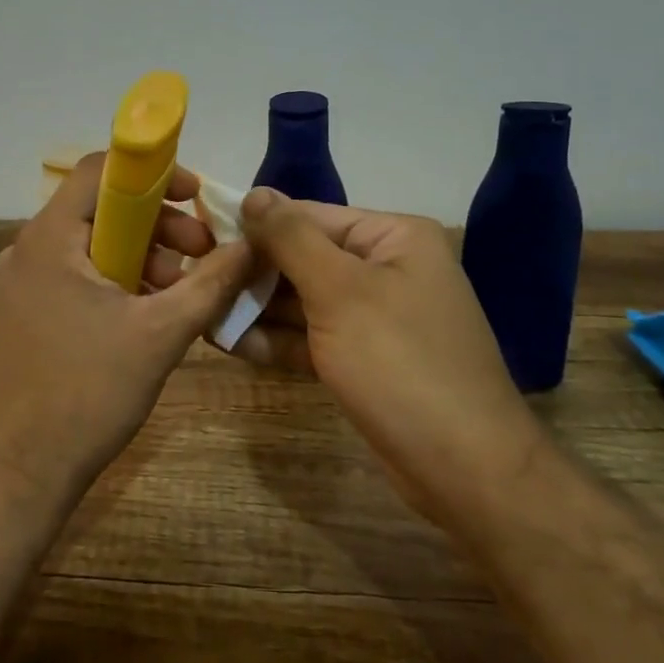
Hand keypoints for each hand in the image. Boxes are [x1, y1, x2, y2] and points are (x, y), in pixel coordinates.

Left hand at [0, 153, 254, 504]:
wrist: (18, 472)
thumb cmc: (88, 392)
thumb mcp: (162, 333)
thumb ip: (211, 282)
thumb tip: (252, 244)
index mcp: (50, 238)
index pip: (100, 170)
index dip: (154, 174)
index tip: (196, 199)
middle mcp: (28, 249)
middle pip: (101, 210)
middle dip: (159, 226)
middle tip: (203, 257)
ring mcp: (21, 284)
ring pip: (92, 246)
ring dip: (143, 258)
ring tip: (182, 295)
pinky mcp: (25, 313)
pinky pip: (77, 277)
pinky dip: (117, 282)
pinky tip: (150, 316)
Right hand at [232, 189, 538, 507]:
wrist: (465, 469)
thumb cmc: (400, 363)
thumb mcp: (340, 291)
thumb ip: (291, 238)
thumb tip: (254, 193)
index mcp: (393, 237)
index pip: (309, 216)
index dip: (256, 227)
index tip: (202, 239)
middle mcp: (387, 268)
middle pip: (304, 257)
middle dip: (253, 274)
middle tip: (198, 284)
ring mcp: (377, 316)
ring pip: (304, 300)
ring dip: (258, 309)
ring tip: (203, 315)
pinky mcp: (366, 358)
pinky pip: (313, 336)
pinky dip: (277, 340)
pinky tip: (231, 344)